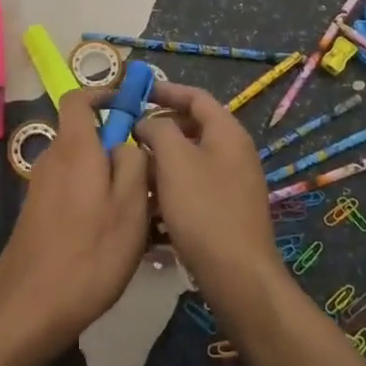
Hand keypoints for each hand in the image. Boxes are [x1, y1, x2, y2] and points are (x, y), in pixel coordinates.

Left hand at [0, 87, 150, 358]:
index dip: (103, 93)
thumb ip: (134, 163)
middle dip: (116, 146)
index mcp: (74, 149)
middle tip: (148, 175)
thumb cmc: (90, 254)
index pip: (79, 99)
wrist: (30, 309)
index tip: (130, 105)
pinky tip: (111, 236)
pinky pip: (71, 191)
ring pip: (81, 167)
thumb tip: (128, 141)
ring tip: (139, 212)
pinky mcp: (36, 215)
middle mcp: (52, 160)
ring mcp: (40, 189)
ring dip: (108, 178)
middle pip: (84, 135)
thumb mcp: (130, 206)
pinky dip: (93, 199)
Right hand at [134, 82, 282, 299]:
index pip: (196, 96)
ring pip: (190, 161)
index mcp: (227, 132)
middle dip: (159, 130)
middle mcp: (234, 152)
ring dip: (161, 162)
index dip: (166, 90)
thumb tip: (147, 124)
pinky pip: (193, 188)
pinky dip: (171, 189)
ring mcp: (232, 184)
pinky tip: (148, 206)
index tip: (136, 93)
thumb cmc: (204, 209)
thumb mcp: (174, 160)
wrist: (237, 275)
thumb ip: (157, 130)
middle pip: (192, 128)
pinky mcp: (225, 211)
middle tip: (128, 136)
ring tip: (132, 172)